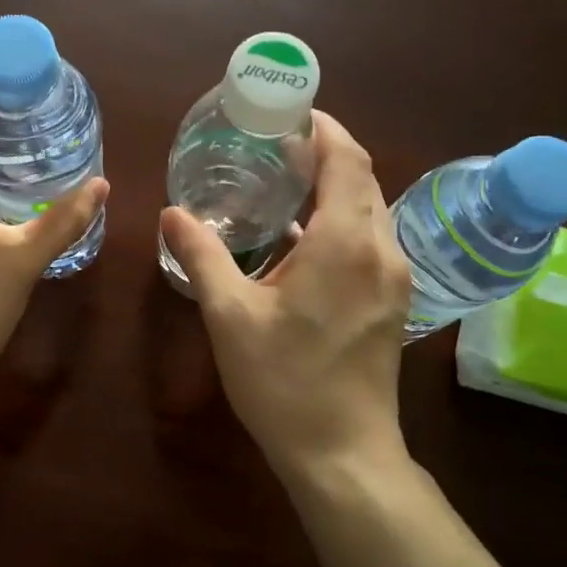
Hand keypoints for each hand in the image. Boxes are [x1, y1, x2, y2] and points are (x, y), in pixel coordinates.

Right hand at [160, 112, 410, 476]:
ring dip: (333, 189)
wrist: (343, 453)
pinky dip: (340, 223)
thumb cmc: (284, 382)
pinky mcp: (393, 301)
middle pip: (361, 178)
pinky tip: (298, 240)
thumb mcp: (230, 316)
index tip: (286, 112)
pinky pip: (369, 241)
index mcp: (345, 242)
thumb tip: (173, 213)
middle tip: (272, 147)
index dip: (322, 126)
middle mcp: (381, 249)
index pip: (346, 157)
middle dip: (324, 153)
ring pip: (369, 210)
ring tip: (282, 186)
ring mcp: (394, 278)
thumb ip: (202, 256)